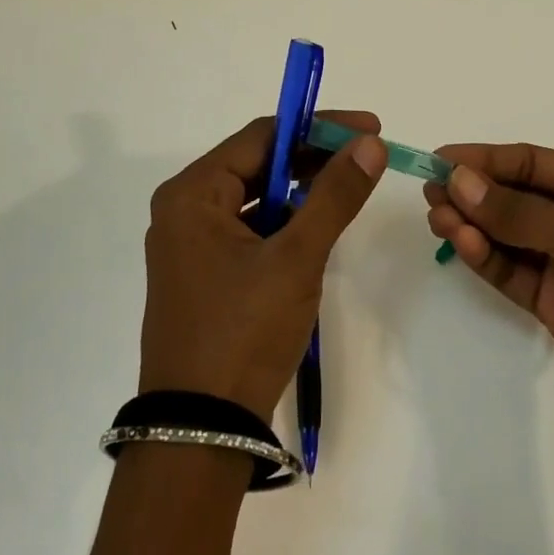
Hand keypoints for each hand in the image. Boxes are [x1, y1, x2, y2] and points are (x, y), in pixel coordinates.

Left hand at [140, 112, 387, 420]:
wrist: (202, 428)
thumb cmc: (244, 331)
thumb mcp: (296, 257)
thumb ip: (334, 195)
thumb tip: (369, 143)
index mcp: (192, 193)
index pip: (263, 136)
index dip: (319, 127)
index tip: (369, 128)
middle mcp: (184, 209)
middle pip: (258, 162)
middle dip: (313, 156)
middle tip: (367, 156)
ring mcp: (191, 243)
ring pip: (256, 195)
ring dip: (302, 188)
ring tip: (350, 186)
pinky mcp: (204, 272)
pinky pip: (250, 226)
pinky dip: (285, 219)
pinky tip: (317, 225)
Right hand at [425, 143, 553, 408]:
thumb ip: (518, 211)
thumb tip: (458, 180)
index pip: (532, 163)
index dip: (486, 159)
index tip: (442, 157)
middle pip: (515, 197)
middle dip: (474, 192)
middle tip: (431, 189)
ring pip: (507, 234)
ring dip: (473, 223)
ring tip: (438, 216)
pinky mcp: (550, 301)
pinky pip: (510, 271)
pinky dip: (485, 257)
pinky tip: (462, 242)